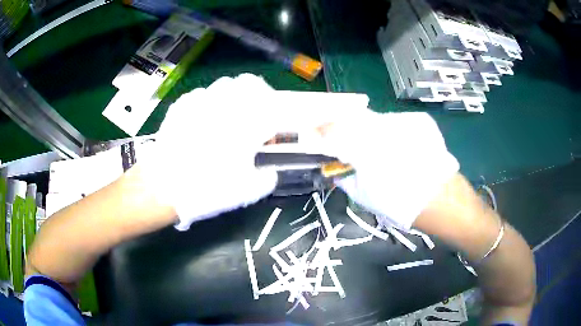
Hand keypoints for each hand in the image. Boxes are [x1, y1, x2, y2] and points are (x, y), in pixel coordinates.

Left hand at [140, 74, 283, 230]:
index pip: (272, 107)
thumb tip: (270, 173)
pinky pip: (201, 94)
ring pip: (225, 84)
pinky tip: (203, 118)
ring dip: (233, 95)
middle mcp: (225, 105)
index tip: (274, 128)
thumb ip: (265, 179)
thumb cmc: (207, 188)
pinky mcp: (182, 106)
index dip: (277, 115)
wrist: (164, 186)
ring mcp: (201, 102)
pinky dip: (208, 102)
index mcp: (246, 124)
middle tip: (255, 113)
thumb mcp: (245, 191)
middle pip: (250, 84)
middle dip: (259, 95)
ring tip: (229, 113)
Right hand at [320, 110, 458, 229]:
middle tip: (338, 140)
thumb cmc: (403, 205)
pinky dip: (388, 131)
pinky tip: (396, 147)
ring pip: (374, 119)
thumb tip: (337, 167)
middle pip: (352, 117)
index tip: (312, 134)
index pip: (333, 130)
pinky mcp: (418, 121)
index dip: (320, 131)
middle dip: (341, 127)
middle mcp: (383, 127)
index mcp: (365, 148)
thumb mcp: (366, 197)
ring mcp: (403, 121)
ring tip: (371, 147)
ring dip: (366, 129)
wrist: (445, 200)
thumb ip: (347, 177)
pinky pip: (394, 122)